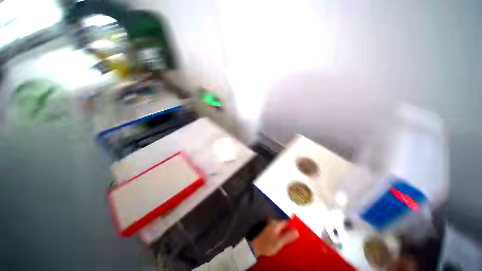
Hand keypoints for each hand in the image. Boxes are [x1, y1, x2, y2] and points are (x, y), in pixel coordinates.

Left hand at [251, 220, 298, 256]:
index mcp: (276, 224)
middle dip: (290, 230)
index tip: (298, 231)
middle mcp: (273, 223)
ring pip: (281, 229)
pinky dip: (282, 235)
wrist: (256, 248)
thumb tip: (297, 231)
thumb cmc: (268, 244)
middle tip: (296, 237)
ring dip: (286, 233)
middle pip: (284, 225)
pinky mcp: (269, 232)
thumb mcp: (279, 242)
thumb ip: (288, 236)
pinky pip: (278, 232)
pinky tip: (284, 240)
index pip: (286, 222)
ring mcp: (271, 227)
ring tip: (291, 239)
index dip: (292, 225)